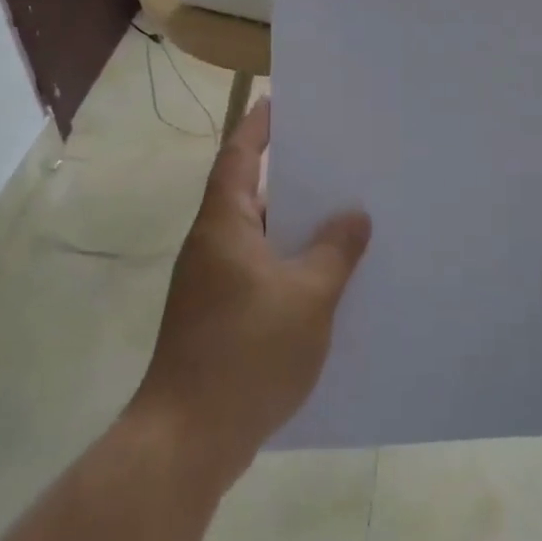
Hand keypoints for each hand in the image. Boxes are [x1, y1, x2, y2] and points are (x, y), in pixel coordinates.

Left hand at [133, 99, 368, 484]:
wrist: (187, 441)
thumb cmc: (246, 352)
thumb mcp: (308, 297)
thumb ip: (334, 251)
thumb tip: (354, 216)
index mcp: (224, 225)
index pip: (238, 156)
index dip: (258, 125)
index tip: (280, 100)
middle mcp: (211, 246)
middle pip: (249, 193)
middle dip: (288, 174)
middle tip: (333, 157)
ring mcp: (210, 285)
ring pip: (257, 237)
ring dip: (292, 225)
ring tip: (341, 213)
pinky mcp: (217, 318)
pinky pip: (258, 273)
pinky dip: (288, 264)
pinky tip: (324, 279)